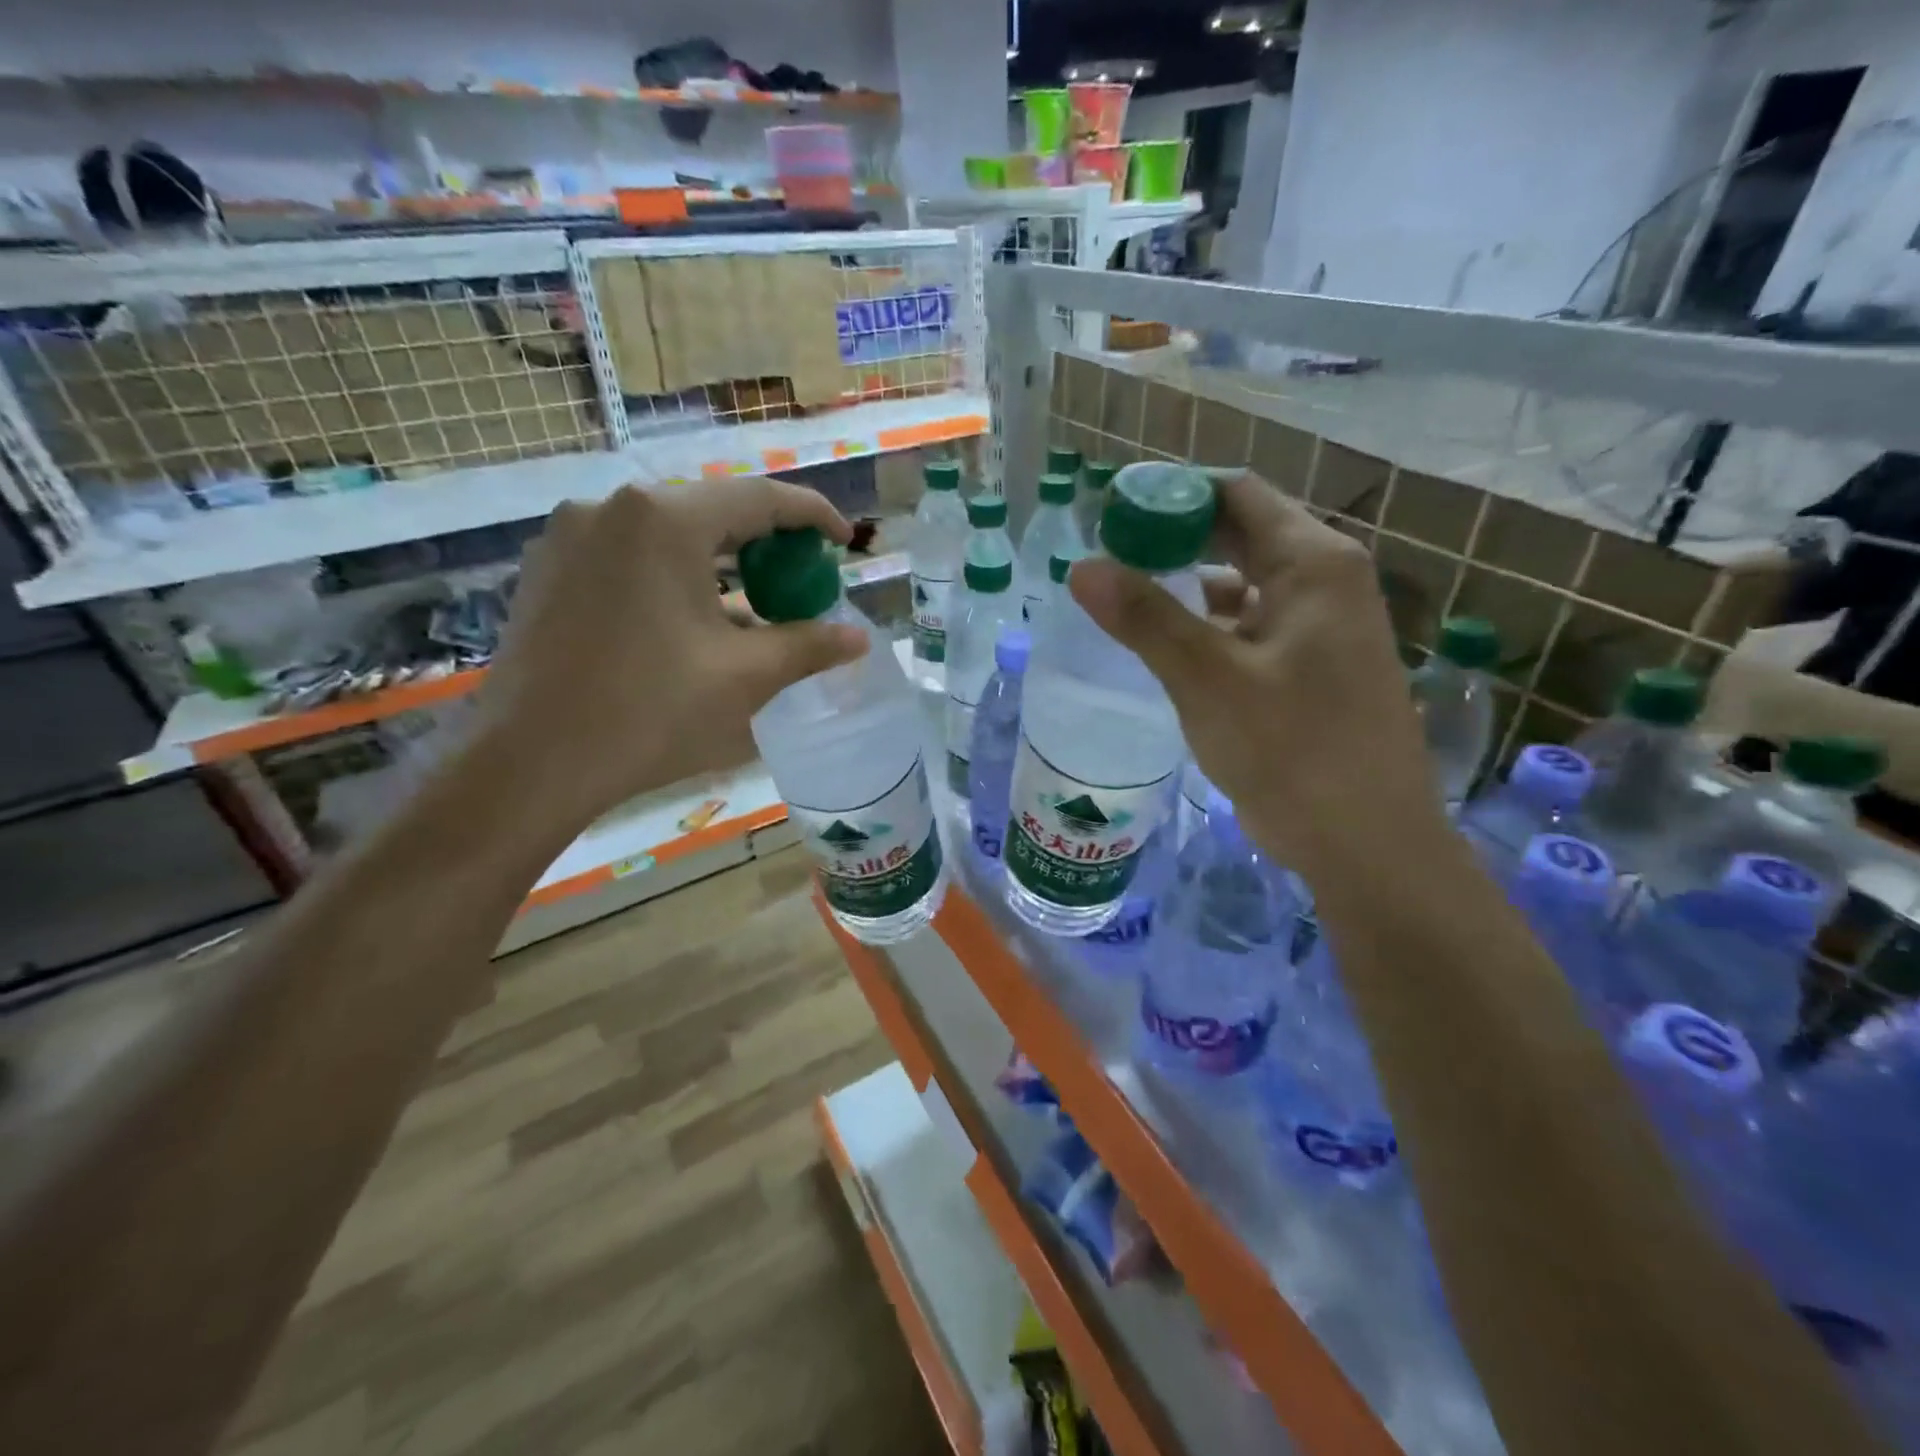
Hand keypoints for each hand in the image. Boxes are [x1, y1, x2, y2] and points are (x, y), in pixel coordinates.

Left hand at [473, 480, 866, 830]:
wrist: (530, 763)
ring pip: (669, 535)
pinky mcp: (547, 568)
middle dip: (765, 544)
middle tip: (800, 581)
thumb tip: (859, 638)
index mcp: (665, 519)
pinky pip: (630, 557)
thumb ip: (809, 646)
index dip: (813, 515)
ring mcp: (571, 535)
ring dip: (719, 564)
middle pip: (712, 511)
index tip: (844, 540)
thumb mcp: (746, 678)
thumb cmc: (650, 712)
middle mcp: (613, 507)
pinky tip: (689, 622)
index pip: (761, 498)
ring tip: (750, 608)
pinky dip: (673, 577)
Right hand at [1069, 472, 1446, 880]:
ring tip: (1122, 597)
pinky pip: (1247, 624)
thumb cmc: (1293, 750)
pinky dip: (1205, 624)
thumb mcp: (1208, 679)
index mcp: (1314, 563)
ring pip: (1240, 581)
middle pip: (1238, 533)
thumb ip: (1145, 618)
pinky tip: (1163, 644)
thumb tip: (1082, 567)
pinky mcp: (1306, 667)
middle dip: (1171, 540)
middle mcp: (1323, 581)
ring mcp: (1317, 626)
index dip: (1171, 496)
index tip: (1110, 516)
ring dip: (1185, 583)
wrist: (1365, 843)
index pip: (1235, 494)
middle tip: (1105, 557)